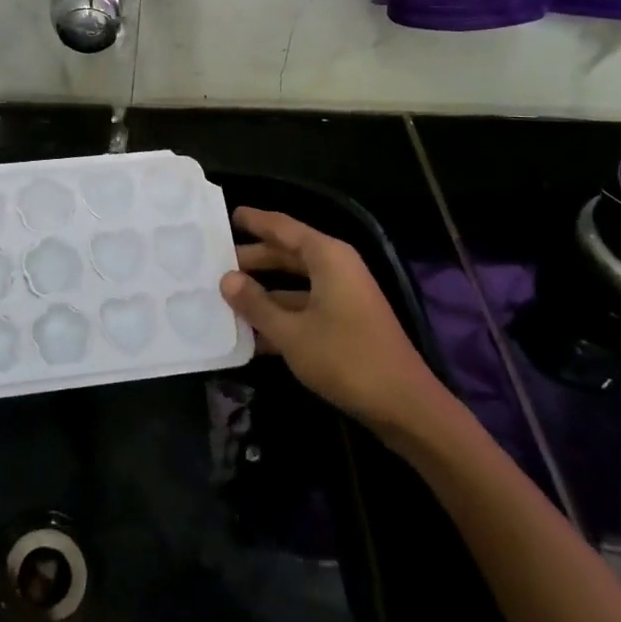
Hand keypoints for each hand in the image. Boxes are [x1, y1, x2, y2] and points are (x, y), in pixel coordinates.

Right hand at [219, 207, 450, 437]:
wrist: (405, 406)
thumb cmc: (346, 359)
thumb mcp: (291, 333)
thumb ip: (256, 304)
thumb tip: (226, 278)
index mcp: (327, 257)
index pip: (283, 227)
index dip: (255, 220)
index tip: (228, 215)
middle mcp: (337, 268)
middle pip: (287, 253)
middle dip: (253, 259)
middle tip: (215, 262)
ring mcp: (344, 296)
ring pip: (294, 283)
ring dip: (263, 291)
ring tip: (225, 297)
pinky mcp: (346, 321)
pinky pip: (305, 306)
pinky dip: (281, 313)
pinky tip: (252, 334)